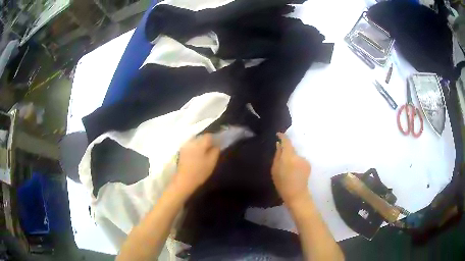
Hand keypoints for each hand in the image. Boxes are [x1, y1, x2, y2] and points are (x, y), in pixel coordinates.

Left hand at [174, 134, 219, 194]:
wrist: (184, 180)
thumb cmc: (200, 172)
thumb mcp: (212, 162)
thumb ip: (215, 151)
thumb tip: (217, 144)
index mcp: (199, 143)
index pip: (209, 135)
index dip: (214, 139)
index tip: (217, 145)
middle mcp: (191, 142)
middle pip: (201, 137)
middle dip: (207, 142)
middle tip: (211, 150)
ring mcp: (185, 146)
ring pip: (195, 141)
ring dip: (200, 145)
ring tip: (204, 154)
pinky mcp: (181, 151)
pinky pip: (190, 146)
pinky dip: (194, 149)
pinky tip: (196, 156)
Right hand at [271, 133, 311, 203]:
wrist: (296, 194)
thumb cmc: (282, 183)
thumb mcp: (275, 169)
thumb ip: (277, 155)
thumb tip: (279, 144)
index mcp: (288, 156)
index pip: (286, 141)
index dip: (282, 136)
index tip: (278, 134)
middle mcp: (298, 155)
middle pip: (291, 148)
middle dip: (286, 151)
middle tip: (281, 158)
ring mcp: (304, 160)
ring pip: (296, 155)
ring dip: (292, 158)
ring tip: (288, 168)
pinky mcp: (308, 165)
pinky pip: (300, 160)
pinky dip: (297, 163)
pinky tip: (294, 171)